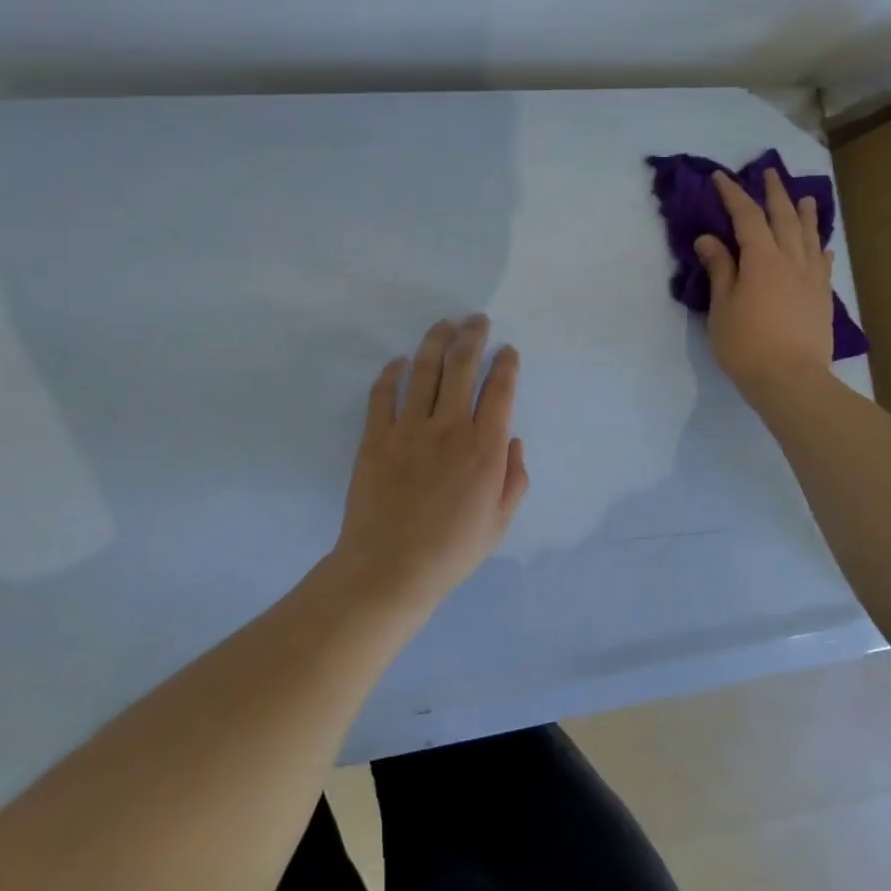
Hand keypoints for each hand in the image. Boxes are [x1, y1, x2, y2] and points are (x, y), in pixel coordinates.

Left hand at [332, 315, 528, 612]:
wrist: (390, 569)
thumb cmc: (451, 550)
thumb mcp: (499, 522)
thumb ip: (514, 478)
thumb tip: (513, 441)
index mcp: (484, 448)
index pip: (500, 390)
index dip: (506, 364)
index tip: (507, 351)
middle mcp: (449, 428)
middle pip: (462, 366)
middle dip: (473, 336)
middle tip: (477, 320)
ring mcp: (409, 429)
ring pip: (424, 370)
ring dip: (436, 341)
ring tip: (444, 325)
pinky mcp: (376, 437)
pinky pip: (383, 394)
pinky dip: (392, 373)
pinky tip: (399, 362)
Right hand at [695, 168, 837, 405]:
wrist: (792, 380)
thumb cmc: (746, 344)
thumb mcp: (722, 307)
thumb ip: (720, 269)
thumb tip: (709, 239)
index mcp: (762, 259)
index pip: (747, 216)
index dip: (733, 194)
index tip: (721, 177)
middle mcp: (791, 260)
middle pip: (784, 217)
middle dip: (774, 193)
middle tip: (768, 173)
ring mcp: (811, 278)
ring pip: (809, 236)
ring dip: (804, 213)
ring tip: (804, 197)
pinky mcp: (822, 297)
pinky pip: (823, 262)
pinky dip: (819, 247)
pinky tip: (821, 244)